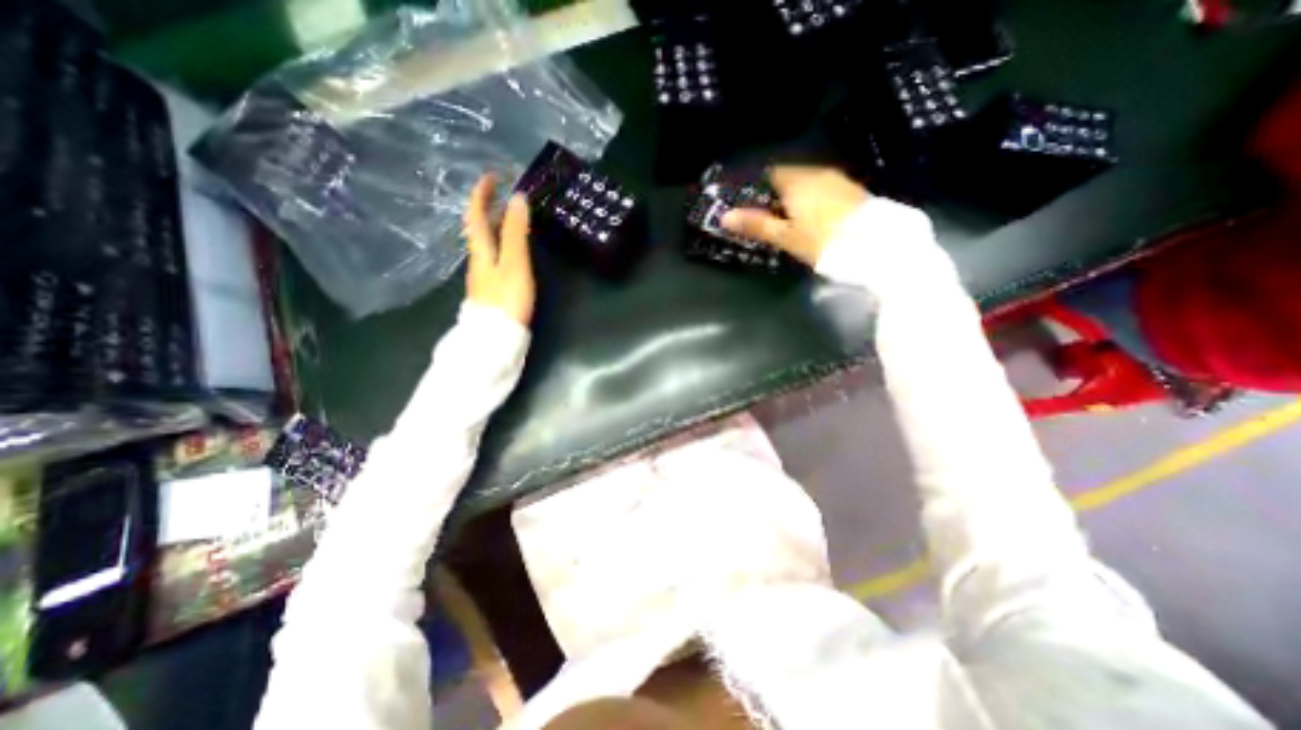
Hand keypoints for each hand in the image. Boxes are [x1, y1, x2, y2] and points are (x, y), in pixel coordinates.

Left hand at [464, 174, 536, 328]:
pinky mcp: (491, 289)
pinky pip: (493, 257)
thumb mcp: (515, 263)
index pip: (475, 214)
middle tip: (506, 195)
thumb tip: (516, 198)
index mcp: (481, 250)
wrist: (496, 337)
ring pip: (486, 244)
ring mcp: (483, 276)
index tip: (492, 176)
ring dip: (495, 226)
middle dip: (489, 208)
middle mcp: (477, 260)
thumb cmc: (507, 299)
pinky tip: (512, 251)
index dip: (481, 193)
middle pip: (478, 229)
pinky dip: (501, 245)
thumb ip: (515, 233)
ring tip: (512, 218)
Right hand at [717, 165, 867, 268]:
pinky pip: (824, 189)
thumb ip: (756, 224)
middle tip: (768, 215)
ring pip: (808, 183)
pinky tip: (813, 218)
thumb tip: (724, 217)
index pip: (771, 172)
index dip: (758, 186)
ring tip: (789, 219)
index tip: (750, 203)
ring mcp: (838, 180)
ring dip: (796, 196)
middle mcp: (817, 173)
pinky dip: (814, 200)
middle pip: (790, 177)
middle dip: (777, 193)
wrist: (875, 246)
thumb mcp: (785, 236)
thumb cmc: (822, 240)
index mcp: (797, 181)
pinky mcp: (852, 191)